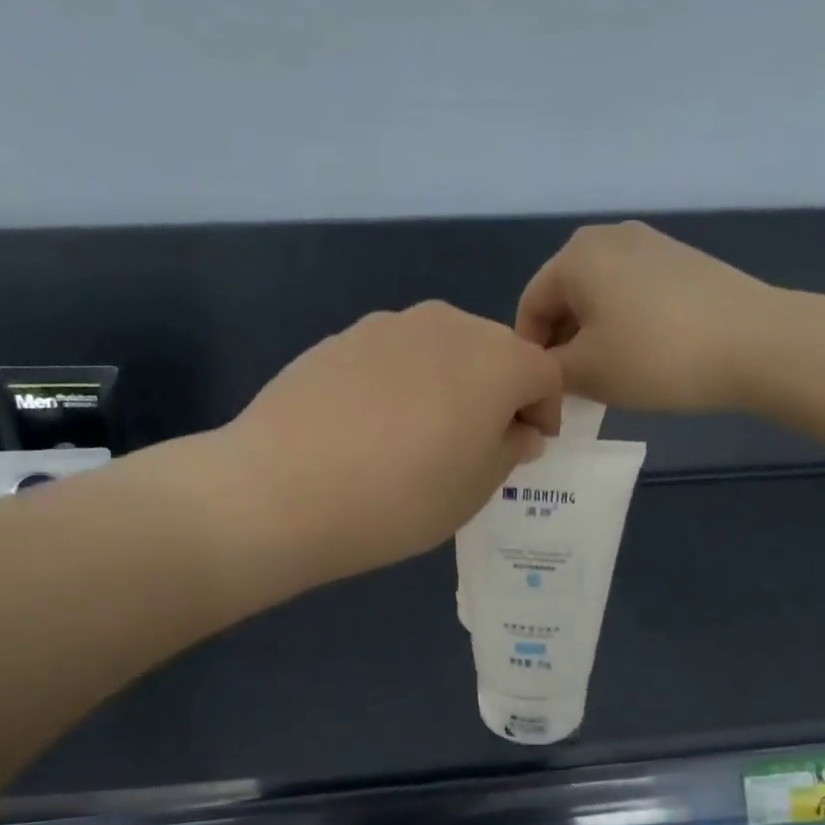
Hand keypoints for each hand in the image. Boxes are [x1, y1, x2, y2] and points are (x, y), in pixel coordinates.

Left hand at [221, 302, 562, 585]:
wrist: (279, 490)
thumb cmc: (398, 499)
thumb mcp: (473, 490)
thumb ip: (508, 450)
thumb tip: (517, 430)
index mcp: (496, 360)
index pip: (545, 373)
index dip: (546, 411)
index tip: (529, 448)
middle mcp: (448, 325)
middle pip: (494, 351)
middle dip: (500, 392)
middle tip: (478, 443)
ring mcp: (389, 325)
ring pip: (442, 349)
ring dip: (450, 383)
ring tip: (421, 435)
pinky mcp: (341, 337)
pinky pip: (394, 355)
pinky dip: (402, 381)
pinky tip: (373, 426)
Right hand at [517, 221, 770, 412]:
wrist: (755, 343)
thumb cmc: (654, 356)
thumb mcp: (585, 373)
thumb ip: (548, 372)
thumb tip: (545, 374)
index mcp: (574, 256)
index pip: (530, 308)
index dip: (531, 356)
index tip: (544, 394)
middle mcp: (608, 236)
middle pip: (565, 298)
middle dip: (563, 345)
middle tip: (574, 390)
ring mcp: (651, 244)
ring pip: (601, 297)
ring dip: (594, 337)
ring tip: (611, 377)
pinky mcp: (683, 260)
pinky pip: (635, 294)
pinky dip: (626, 324)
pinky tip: (645, 357)